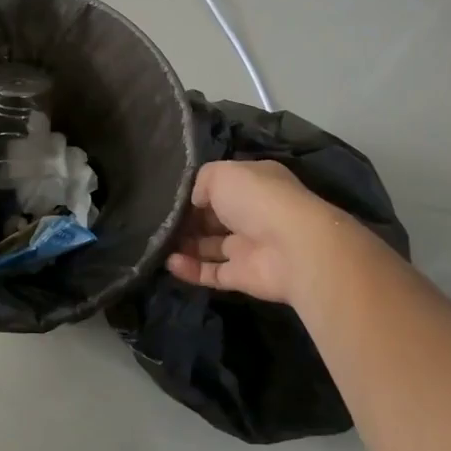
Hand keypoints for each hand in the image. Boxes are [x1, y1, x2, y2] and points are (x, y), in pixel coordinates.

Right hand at [165, 160, 353, 305]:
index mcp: (254, 183)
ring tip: (157, 241)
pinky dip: (190, 269)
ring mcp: (249, 246)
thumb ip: (201, 182)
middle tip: (158, 220)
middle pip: (214, 217)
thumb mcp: (221, 173)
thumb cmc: (257, 199)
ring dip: (185, 244)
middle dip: (188, 219)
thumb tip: (194, 202)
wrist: (293, 247)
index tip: (169, 196)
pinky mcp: (243, 276)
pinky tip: (168, 262)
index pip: (221, 185)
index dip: (196, 191)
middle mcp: (253, 213)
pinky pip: (211, 272)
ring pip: (211, 245)